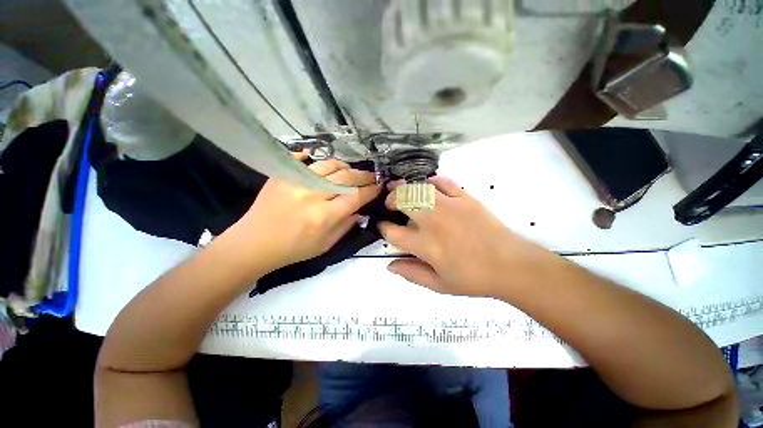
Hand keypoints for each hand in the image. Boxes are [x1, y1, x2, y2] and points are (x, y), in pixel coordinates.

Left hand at [228, 157, 379, 274]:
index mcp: (324, 215)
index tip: (378, 187)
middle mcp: (312, 195)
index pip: (356, 196)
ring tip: (350, 170)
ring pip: (328, 165)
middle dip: (363, 175)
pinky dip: (315, 158)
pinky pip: (302, 159)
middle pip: (345, 177)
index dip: (371, 191)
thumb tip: (359, 210)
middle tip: (371, 176)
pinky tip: (322, 164)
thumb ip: (345, 226)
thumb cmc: (293, 249)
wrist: (254, 243)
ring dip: (344, 166)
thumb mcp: (325, 245)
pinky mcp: (281, 175)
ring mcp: (295, 181)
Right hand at [379, 176, 558, 296]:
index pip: (392, 232)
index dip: (383, 228)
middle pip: (402, 201)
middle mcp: (433, 221)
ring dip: (406, 188)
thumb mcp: (439, 285)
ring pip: (419, 188)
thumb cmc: (473, 278)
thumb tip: (389, 264)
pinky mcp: (465, 198)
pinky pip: (444, 182)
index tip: (383, 227)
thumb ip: (411, 274)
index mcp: (425, 245)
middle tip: (390, 204)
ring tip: (402, 190)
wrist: (511, 265)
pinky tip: (429, 186)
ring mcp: (449, 206)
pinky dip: (433, 181)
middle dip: (390, 200)